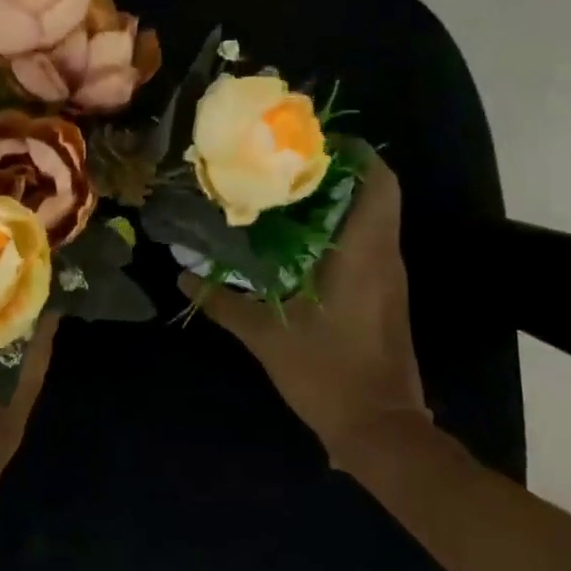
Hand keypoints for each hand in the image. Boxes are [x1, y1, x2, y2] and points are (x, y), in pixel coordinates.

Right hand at [180, 156, 428, 459]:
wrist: (380, 428)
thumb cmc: (328, 376)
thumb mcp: (268, 338)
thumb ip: (224, 302)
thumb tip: (182, 276)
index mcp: (364, 254)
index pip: (377, 182)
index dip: (353, 152)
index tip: (311, 142)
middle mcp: (384, 255)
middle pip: (376, 191)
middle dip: (336, 170)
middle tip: (285, 164)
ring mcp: (389, 276)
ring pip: (373, 215)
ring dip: (337, 198)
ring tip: (284, 193)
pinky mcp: (384, 293)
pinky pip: (368, 241)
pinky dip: (339, 227)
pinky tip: (297, 239)